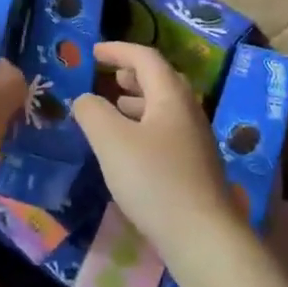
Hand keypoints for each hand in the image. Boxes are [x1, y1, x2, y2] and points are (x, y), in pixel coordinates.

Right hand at [72, 42, 237, 264]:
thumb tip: (85, 99)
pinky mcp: (196, 166)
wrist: (202, 236)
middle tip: (109, 76)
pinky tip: (131, 147)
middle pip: (161, 79)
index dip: (118, 50)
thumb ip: (92, 112)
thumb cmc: (154, 179)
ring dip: (139, 100)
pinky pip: (167, 130)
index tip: (93, 52)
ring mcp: (196, 140)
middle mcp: (189, 111)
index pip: (145, 58)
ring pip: (165, 107)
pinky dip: (145, 124)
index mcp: (171, 96)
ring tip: (117, 106)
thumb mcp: (111, 140)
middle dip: (133, 73)